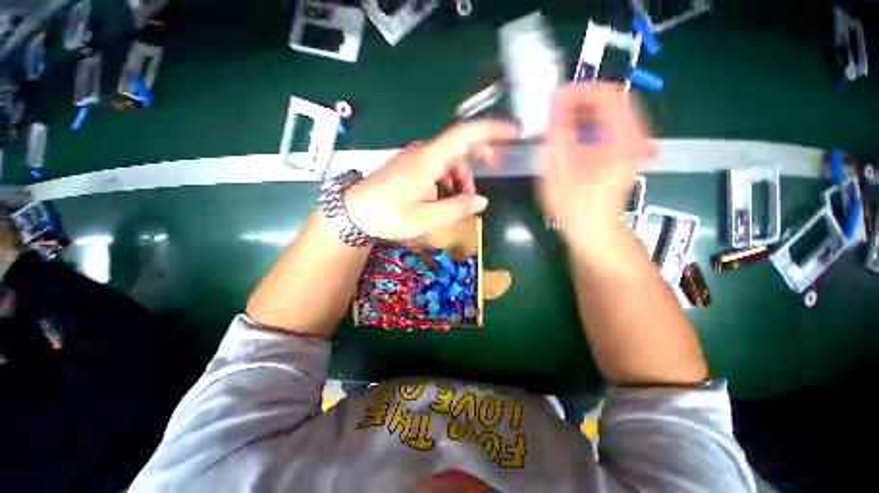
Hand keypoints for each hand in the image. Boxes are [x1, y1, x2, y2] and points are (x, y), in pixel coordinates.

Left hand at [344, 121, 518, 239]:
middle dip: (480, 156)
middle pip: (459, 145)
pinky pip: (436, 166)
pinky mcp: (409, 166)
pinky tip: (445, 195)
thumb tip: (481, 201)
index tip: (514, 132)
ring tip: (463, 198)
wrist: (354, 212)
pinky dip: (448, 178)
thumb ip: (456, 209)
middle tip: (494, 169)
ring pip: (448, 158)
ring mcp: (415, 158)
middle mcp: (423, 152)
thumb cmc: (388, 215)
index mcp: (429, 160)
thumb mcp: (425, 218)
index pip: (465, 134)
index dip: (492, 130)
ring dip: (461, 175)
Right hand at [538, 83, 653, 240]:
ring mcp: (633, 143)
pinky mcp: (627, 150)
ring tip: (562, 119)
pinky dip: (592, 121)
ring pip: (613, 110)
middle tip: (556, 108)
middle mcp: (635, 137)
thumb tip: (555, 103)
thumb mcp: (558, 171)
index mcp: (621, 141)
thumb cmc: (574, 207)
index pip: (608, 94)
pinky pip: (613, 123)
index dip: (581, 90)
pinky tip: (574, 132)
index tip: (556, 98)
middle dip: (582, 98)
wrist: (594, 229)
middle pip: (613, 98)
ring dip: (586, 109)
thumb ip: (557, 135)